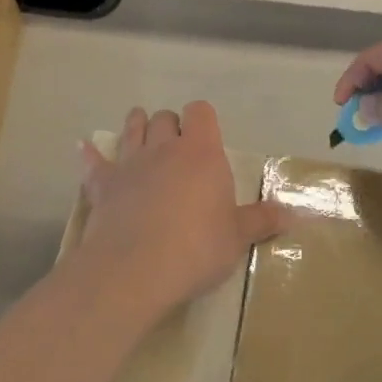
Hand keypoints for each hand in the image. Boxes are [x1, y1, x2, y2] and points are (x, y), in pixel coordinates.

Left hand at [73, 102, 284, 324]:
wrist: (133, 270)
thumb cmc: (195, 248)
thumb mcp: (237, 238)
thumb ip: (263, 221)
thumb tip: (297, 214)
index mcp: (200, 153)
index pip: (200, 112)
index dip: (202, 120)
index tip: (206, 137)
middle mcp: (164, 148)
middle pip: (164, 118)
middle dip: (170, 126)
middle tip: (177, 147)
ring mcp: (129, 164)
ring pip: (131, 129)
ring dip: (136, 127)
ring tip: (140, 132)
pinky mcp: (102, 185)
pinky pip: (93, 162)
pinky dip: (90, 155)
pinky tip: (83, 148)